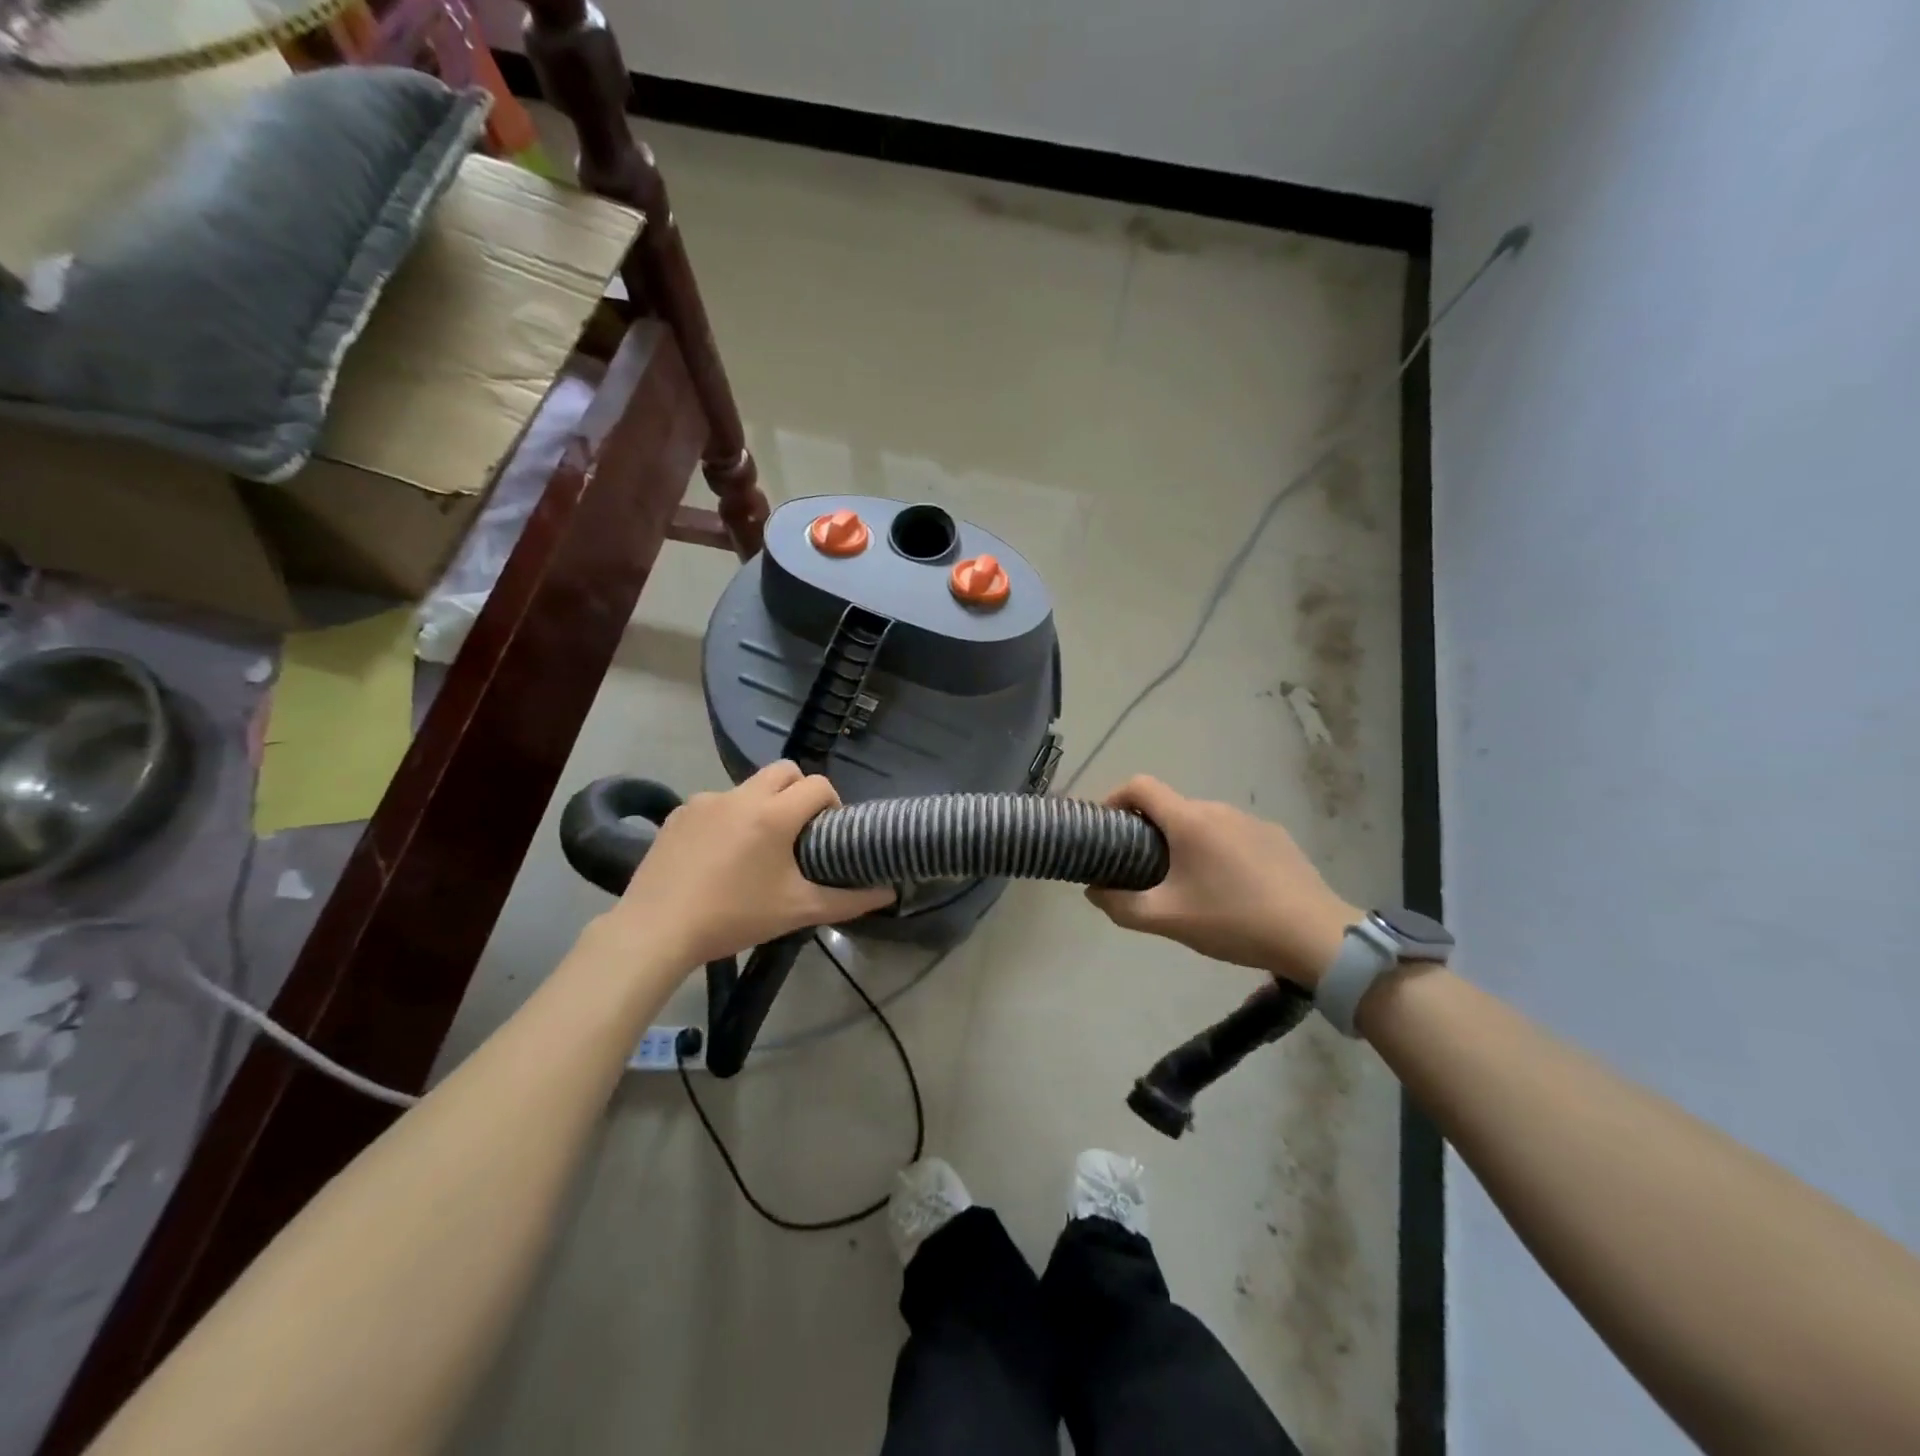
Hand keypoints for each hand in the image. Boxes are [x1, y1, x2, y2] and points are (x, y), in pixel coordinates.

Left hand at [604, 762, 894, 968]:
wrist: (656, 930)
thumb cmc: (734, 917)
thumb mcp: (797, 911)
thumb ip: (849, 901)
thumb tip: (889, 893)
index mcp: (774, 814)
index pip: (818, 785)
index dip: (833, 803)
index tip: (829, 833)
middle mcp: (741, 795)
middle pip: (785, 771)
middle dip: (800, 791)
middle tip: (799, 831)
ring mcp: (705, 800)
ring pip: (748, 787)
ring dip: (763, 804)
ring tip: (756, 847)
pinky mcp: (678, 813)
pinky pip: (716, 803)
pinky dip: (728, 818)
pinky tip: (718, 855)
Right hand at [1086, 776, 1356, 988]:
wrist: (1315, 936)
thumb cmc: (1233, 921)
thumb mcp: (1167, 920)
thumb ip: (1121, 905)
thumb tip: (1093, 890)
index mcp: (1189, 820)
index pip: (1140, 785)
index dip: (1114, 798)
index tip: (1106, 827)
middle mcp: (1218, 809)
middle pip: (1170, 806)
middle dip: (1149, 830)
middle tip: (1142, 868)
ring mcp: (1251, 820)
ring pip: (1202, 821)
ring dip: (1184, 842)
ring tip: (1186, 883)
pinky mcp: (1276, 837)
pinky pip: (1232, 834)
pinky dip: (1216, 849)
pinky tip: (1228, 887)